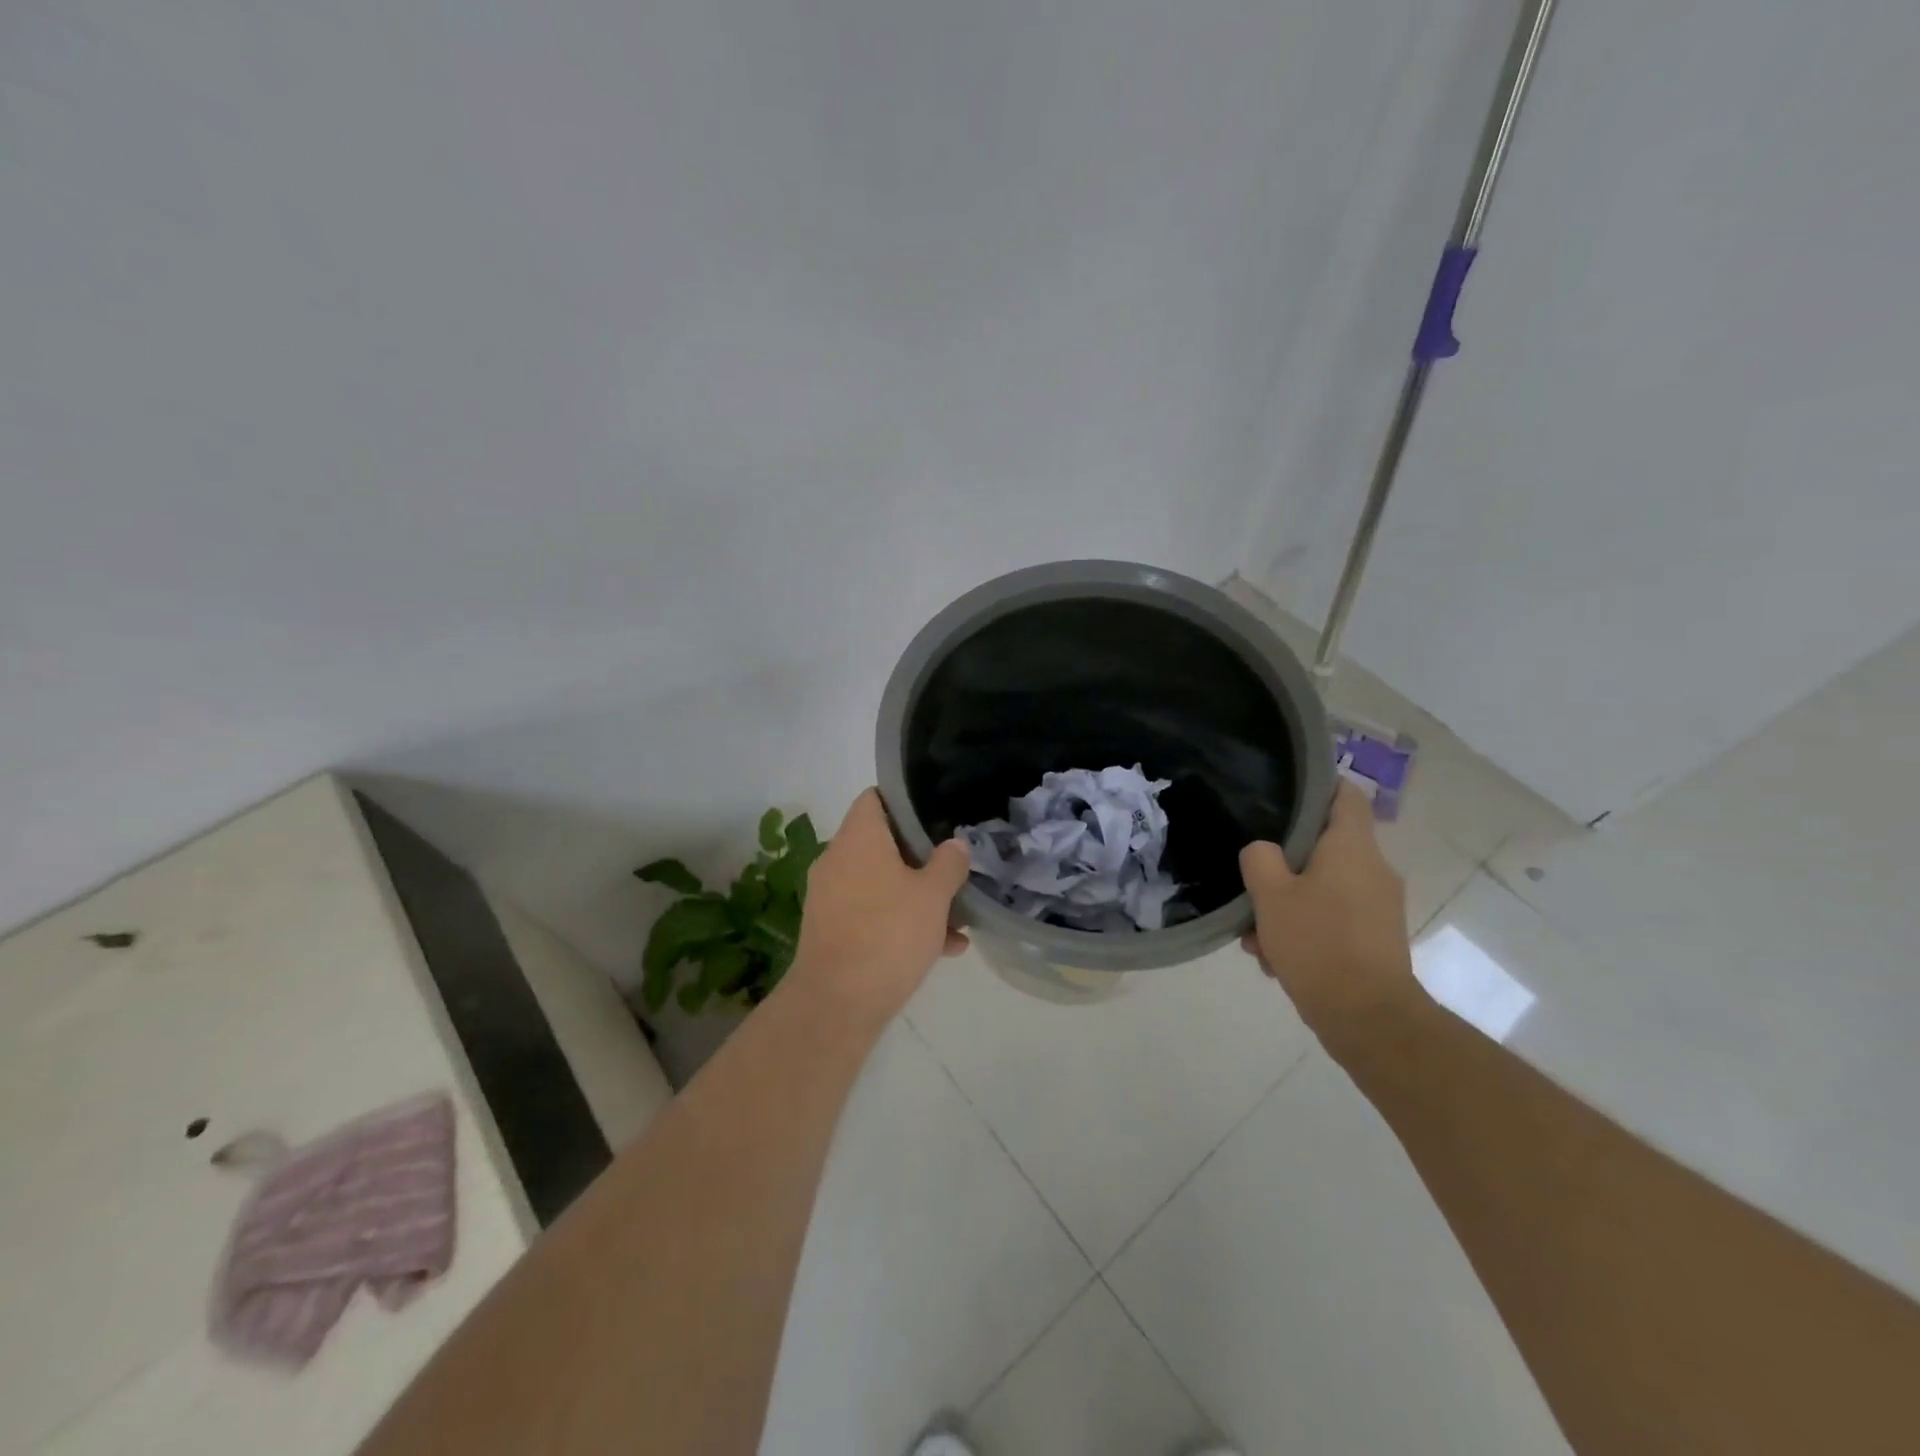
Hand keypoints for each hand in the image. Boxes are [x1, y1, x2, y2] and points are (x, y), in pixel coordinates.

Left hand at [787, 789, 970, 1026]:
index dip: (905, 801)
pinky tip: (941, 948)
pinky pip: (871, 913)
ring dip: (917, 896)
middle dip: (921, 858)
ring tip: (958, 920)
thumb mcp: (933, 896)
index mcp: (858, 838)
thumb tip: (955, 845)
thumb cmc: (888, 934)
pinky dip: (900, 921)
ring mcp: (830, 896)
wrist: (837, 1004)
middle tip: (954, 870)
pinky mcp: (831, 930)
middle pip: (883, 843)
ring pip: (881, 883)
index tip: (936, 816)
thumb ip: (949, 864)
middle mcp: (837, 860)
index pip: (875, 798)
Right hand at [1239, 781, 1417, 1054]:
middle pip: (1325, 847)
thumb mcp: (1271, 895)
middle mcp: (1374, 869)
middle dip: (1285, 866)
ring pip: (1324, 888)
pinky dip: (1307, 930)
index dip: (1317, 787)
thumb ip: (1260, 860)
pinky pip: (1334, 919)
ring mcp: (1378, 907)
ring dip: (1289, 905)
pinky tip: (1277, 959)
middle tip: (1253, 883)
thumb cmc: (1317, 943)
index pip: (1345, 795)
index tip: (1283, 795)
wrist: (1367, 1017)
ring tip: (1258, 937)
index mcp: (1352, 848)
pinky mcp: (1376, 939)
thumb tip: (1263, 851)